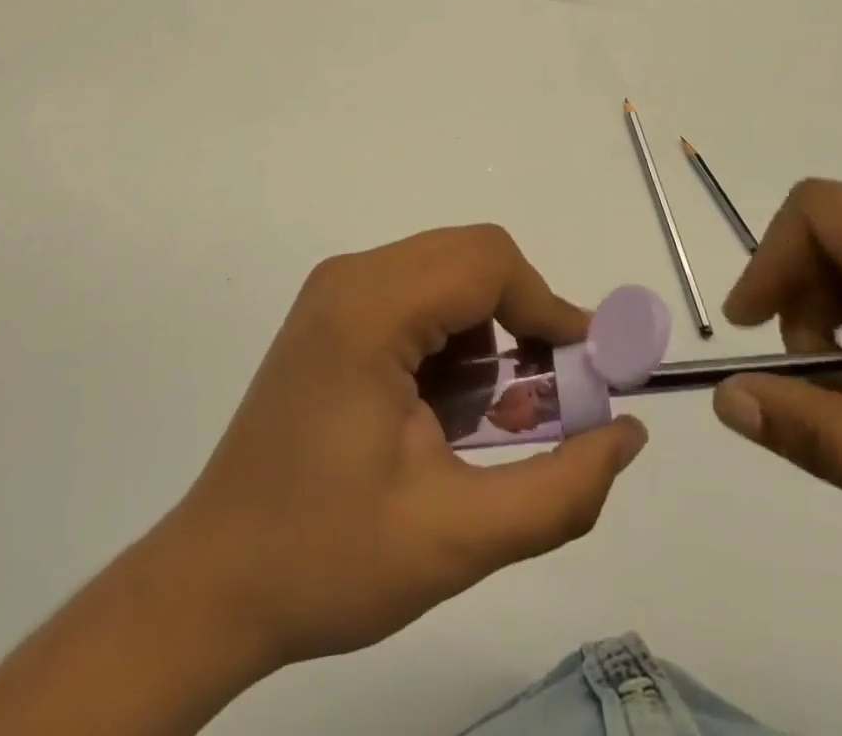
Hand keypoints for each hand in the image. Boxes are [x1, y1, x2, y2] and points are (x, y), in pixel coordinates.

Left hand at [168, 225, 647, 668]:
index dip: (551, 308)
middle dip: (523, 319)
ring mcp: (334, 291)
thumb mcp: (458, 537)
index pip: (489, 264)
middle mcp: (350, 278)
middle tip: (546, 397)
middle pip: (471, 257)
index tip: (587, 373)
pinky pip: (417, 293)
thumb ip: (561, 489)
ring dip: (488, 332)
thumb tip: (629, 435)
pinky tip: (441, 410)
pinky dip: (452, 338)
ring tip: (486, 417)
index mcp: (370, 311)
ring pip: (448, 273)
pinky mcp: (330, 313)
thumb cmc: (327, 561)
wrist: (212, 584)